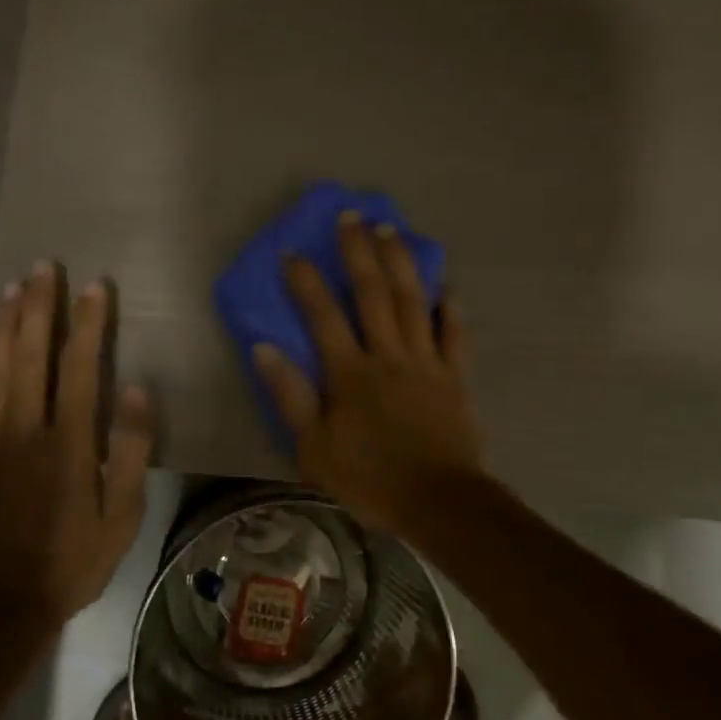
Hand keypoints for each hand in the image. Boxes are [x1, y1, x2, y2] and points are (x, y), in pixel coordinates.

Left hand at [0, 262, 154, 627]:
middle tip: (44, 268)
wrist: (4, 602)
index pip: (79, 367)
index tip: (95, 287)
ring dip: (4, 325)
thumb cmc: (74, 559)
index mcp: (69, 443)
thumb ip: (129, 450)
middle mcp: (24, 430)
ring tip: (13, 288)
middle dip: (39, 307)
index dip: (88, 323)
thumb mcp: (123, 515)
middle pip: (31, 355)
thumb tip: (134, 388)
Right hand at [251, 212, 484, 540]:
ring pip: (413, 303)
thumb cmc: (369, 479)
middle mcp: (388, 356)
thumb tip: (265, 348)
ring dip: (401, 264)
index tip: (293, 252)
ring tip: (391, 231)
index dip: (306, 282)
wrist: (438, 502)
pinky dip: (450, 308)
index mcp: (350, 374)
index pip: (323, 316)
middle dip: (359, 253)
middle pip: (373, 294)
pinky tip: (446, 286)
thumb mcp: (313, 447)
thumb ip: (290, 395)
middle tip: (353, 217)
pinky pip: (455, 335)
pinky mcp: (456, 378)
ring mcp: (427, 363)